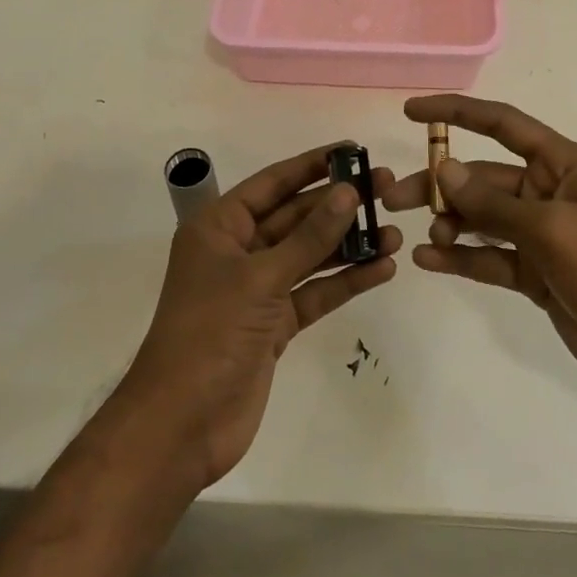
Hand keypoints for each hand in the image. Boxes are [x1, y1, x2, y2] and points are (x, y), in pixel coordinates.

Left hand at [120, 143, 400, 487]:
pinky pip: (315, 292)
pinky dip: (345, 281)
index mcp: (220, 228)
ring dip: (349, 244)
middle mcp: (239, 251)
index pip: (273, 183)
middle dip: (339, 204)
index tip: (352, 150)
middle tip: (386, 188)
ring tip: (394, 232)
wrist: (181, 427)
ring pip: (310, 255)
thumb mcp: (260, 278)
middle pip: (296, 217)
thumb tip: (348, 192)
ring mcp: (258, 289)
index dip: (312, 165)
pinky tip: (381, 270)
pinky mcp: (275, 324)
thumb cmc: (210, 334)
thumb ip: (308, 237)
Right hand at [384, 95, 576, 406]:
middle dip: (442, 183)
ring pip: (482, 218)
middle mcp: (548, 193)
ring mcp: (541, 235)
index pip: (502, 124)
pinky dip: (461, 257)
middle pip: (483, 177)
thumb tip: (444, 170)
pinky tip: (429, 260)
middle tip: (395, 196)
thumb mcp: (551, 229)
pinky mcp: (536, 274)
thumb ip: (494, 204)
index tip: (413, 112)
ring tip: (421, 233)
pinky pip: (490, 257)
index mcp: (562, 164)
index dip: (457, 113)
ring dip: (450, 221)